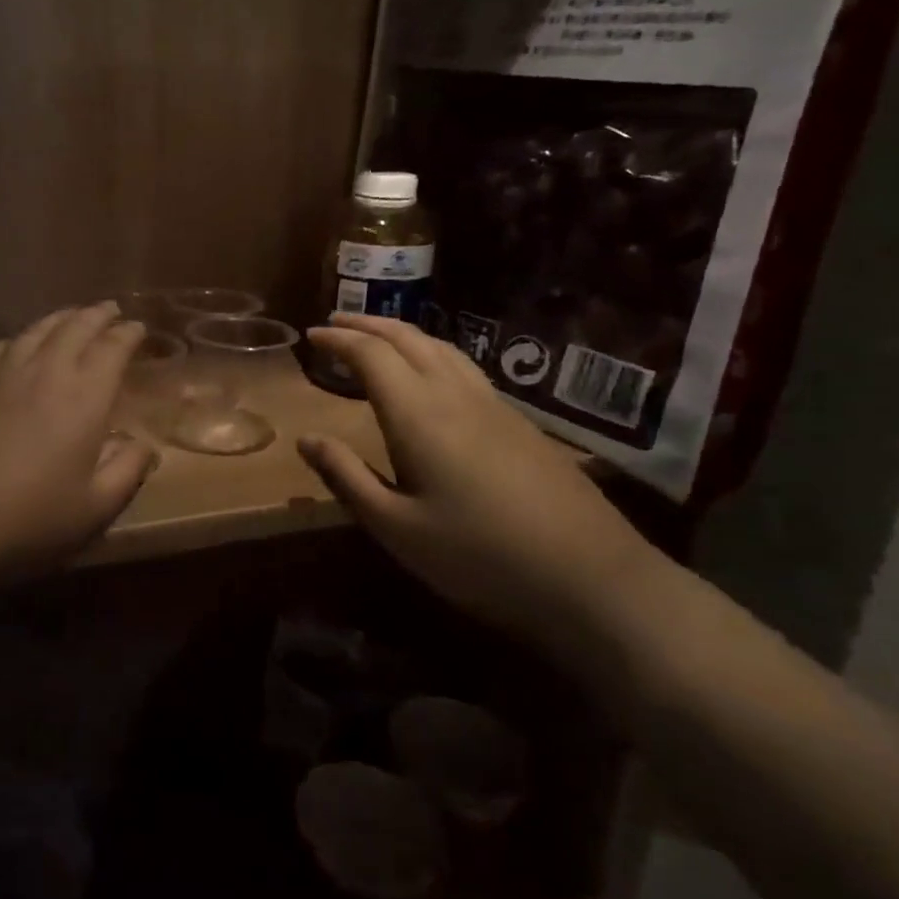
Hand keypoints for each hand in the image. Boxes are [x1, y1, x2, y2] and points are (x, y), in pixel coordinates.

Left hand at [0, 304, 158, 584]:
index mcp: (84, 398)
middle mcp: (45, 372)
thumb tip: (145, 445)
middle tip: (109, 309)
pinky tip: (16, 344)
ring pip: (35, 330)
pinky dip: (17, 338)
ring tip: (70, 316)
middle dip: (96, 315)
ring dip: (59, 319)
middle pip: (75, 328)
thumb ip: (127, 471)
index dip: (128, 334)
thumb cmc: (26, 519)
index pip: (112, 349)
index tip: (137, 327)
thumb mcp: (94, 509)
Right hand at [297, 313, 664, 652]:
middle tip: (336, 320)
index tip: (311, 335)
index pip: (370, 355)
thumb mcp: (396, 528)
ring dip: (402, 333)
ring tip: (377, 336)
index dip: (338, 339)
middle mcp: (455, 395)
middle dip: (368, 324)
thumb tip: (305, 439)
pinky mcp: (519, 423)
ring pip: (442, 347)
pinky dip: (432, 352)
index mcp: (418, 415)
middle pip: (408, 339)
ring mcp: (494, 406)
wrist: (592, 579)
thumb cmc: (479, 557)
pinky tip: (432, 373)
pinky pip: (464, 366)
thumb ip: (346, 477)